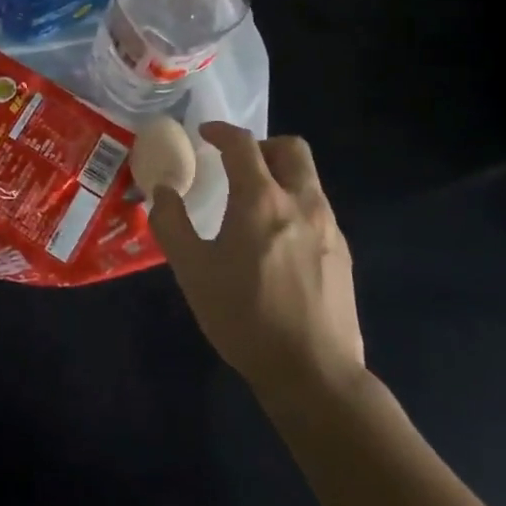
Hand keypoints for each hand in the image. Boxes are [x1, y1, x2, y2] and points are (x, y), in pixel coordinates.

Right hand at [149, 124, 365, 414]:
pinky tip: (275, 243)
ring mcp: (329, 228)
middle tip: (237, 164)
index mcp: (261, 200)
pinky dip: (294, 206)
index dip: (221, 132)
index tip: (205, 135)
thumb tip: (163, 192)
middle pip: (291, 149)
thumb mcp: (192, 270)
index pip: (243, 144)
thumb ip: (172, 224)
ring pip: (308, 179)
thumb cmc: (244, 316)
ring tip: (253, 205)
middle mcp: (301, 203)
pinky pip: (317, 210)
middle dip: (262, 146)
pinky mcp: (342, 254)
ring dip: (279, 176)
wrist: (313, 373)